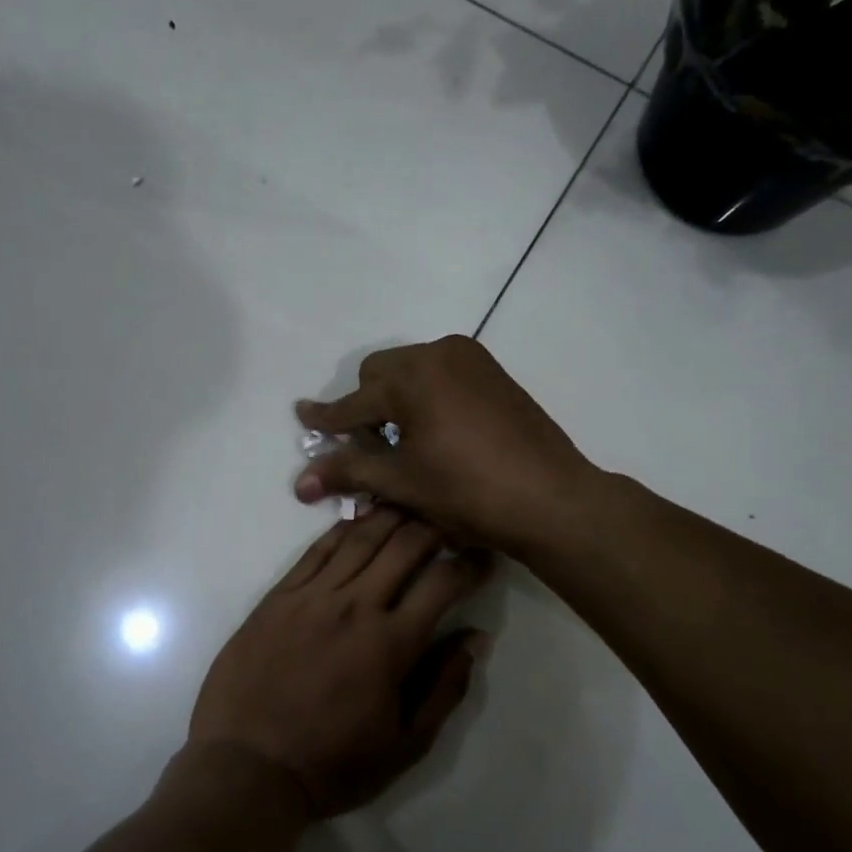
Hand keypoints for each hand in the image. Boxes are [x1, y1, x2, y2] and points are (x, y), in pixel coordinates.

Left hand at [189, 509, 491, 817]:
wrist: (246, 768)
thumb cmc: (332, 764)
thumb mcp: (405, 745)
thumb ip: (445, 687)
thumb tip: (476, 638)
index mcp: (391, 644)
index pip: (444, 583)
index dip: (472, 564)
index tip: (484, 556)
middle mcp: (355, 606)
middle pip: (405, 545)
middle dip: (435, 526)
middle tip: (449, 521)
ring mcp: (312, 596)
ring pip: (361, 537)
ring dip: (391, 515)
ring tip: (411, 504)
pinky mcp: (279, 595)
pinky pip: (316, 549)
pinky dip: (343, 528)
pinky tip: (358, 519)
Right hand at [295, 336, 597, 555]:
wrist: (552, 498)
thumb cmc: (469, 492)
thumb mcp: (402, 483)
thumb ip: (348, 471)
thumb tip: (300, 482)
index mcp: (412, 376)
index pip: (353, 401)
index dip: (325, 417)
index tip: (301, 414)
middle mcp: (439, 353)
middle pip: (380, 373)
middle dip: (365, 404)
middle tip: (366, 443)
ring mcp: (472, 359)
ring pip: (412, 370)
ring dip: (396, 398)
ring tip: (403, 439)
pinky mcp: (494, 372)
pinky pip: (442, 373)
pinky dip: (427, 395)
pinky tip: (437, 431)